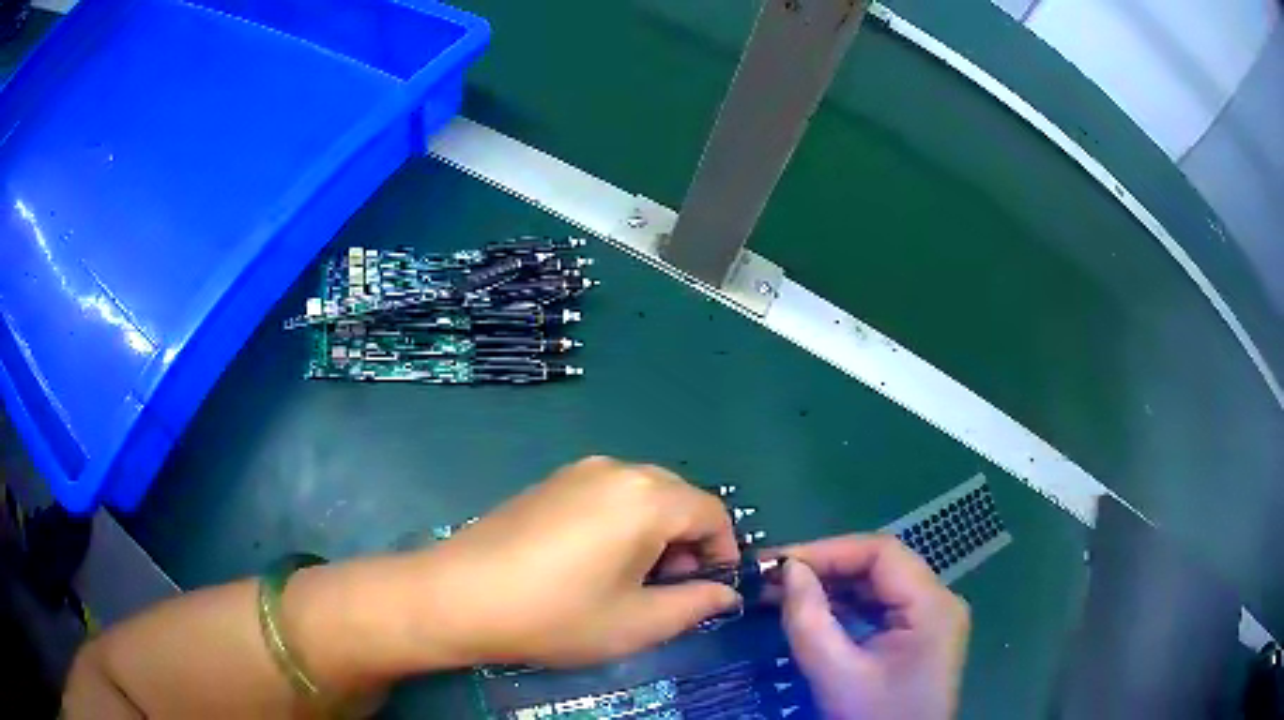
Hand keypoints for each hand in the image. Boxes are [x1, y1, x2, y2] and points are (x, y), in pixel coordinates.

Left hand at [414, 457, 741, 666]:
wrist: (459, 595)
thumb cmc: (556, 615)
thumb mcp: (636, 623)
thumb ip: (694, 605)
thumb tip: (726, 594)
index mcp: (647, 499)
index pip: (712, 513)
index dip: (722, 552)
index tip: (710, 589)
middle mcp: (617, 470)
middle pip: (679, 498)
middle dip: (688, 541)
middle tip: (668, 588)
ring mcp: (579, 471)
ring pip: (644, 494)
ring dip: (656, 531)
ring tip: (631, 578)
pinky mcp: (552, 481)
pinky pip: (609, 493)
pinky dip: (623, 521)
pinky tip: (595, 560)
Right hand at [777, 535, 968, 719]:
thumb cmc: (873, 718)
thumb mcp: (836, 674)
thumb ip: (810, 619)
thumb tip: (789, 571)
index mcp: (932, 605)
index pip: (881, 552)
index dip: (828, 550)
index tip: (779, 564)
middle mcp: (939, 601)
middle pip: (881, 565)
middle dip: (826, 568)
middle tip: (773, 578)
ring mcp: (931, 618)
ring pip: (879, 585)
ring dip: (832, 586)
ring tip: (783, 592)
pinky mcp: (918, 635)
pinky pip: (881, 607)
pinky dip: (845, 606)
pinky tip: (813, 611)